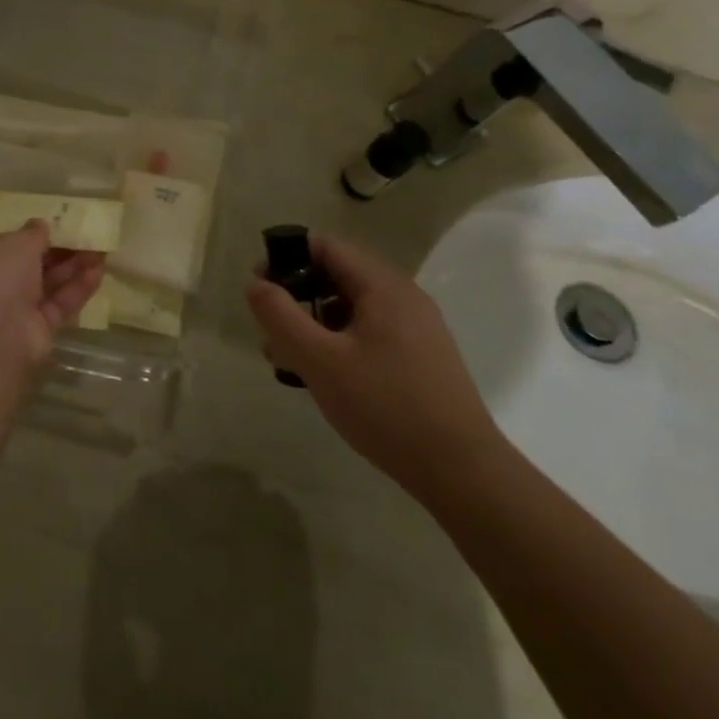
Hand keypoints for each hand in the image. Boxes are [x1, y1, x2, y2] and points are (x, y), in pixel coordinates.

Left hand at [0, 223, 104, 365]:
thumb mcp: (15, 243)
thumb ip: (32, 234)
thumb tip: (40, 226)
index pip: (1, 244)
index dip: (27, 235)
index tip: (54, 226)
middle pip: (27, 265)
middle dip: (57, 251)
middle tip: (85, 236)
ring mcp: (11, 311)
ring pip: (46, 285)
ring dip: (72, 268)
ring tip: (101, 250)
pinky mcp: (34, 333)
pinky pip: (58, 306)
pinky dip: (77, 289)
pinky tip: (98, 272)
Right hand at [246, 233, 504, 501]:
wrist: (462, 472)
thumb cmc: (386, 408)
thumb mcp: (319, 361)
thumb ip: (280, 316)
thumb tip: (256, 284)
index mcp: (383, 287)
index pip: (326, 247)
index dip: (286, 258)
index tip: (260, 289)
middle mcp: (403, 296)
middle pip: (338, 274)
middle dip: (297, 294)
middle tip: (271, 329)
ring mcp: (416, 327)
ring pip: (352, 306)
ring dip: (315, 321)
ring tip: (289, 359)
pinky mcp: (421, 355)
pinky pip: (369, 330)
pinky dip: (339, 340)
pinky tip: (325, 375)